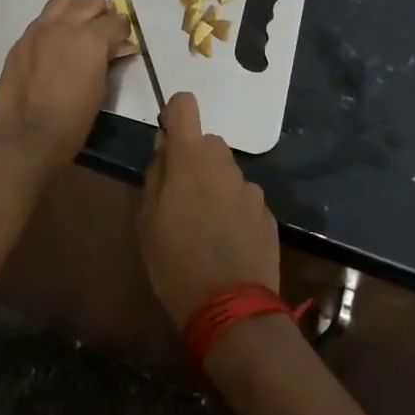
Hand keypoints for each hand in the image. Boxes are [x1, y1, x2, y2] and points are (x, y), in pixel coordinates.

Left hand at [0, 0, 133, 171]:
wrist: (27, 134)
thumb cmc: (73, 120)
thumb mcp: (101, 89)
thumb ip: (109, 60)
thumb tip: (120, 47)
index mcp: (92, 38)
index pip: (117, 20)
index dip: (123, 31)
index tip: (122, 42)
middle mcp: (67, 24)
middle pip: (92, 0)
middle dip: (101, 14)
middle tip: (102, 33)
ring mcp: (41, 27)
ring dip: (75, 9)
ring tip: (76, 29)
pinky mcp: (23, 37)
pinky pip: (43, 18)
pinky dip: (54, 23)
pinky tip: (53, 44)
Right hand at [137, 92, 279, 325]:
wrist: (231, 310)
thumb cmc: (175, 262)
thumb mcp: (147, 219)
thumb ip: (155, 174)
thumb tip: (164, 147)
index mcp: (190, 158)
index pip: (185, 105)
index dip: (175, 114)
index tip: (168, 139)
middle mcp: (224, 164)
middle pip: (207, 142)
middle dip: (194, 160)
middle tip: (181, 197)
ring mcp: (250, 188)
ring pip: (226, 172)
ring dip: (215, 186)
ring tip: (205, 226)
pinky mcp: (268, 214)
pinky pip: (244, 199)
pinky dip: (234, 210)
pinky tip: (227, 242)